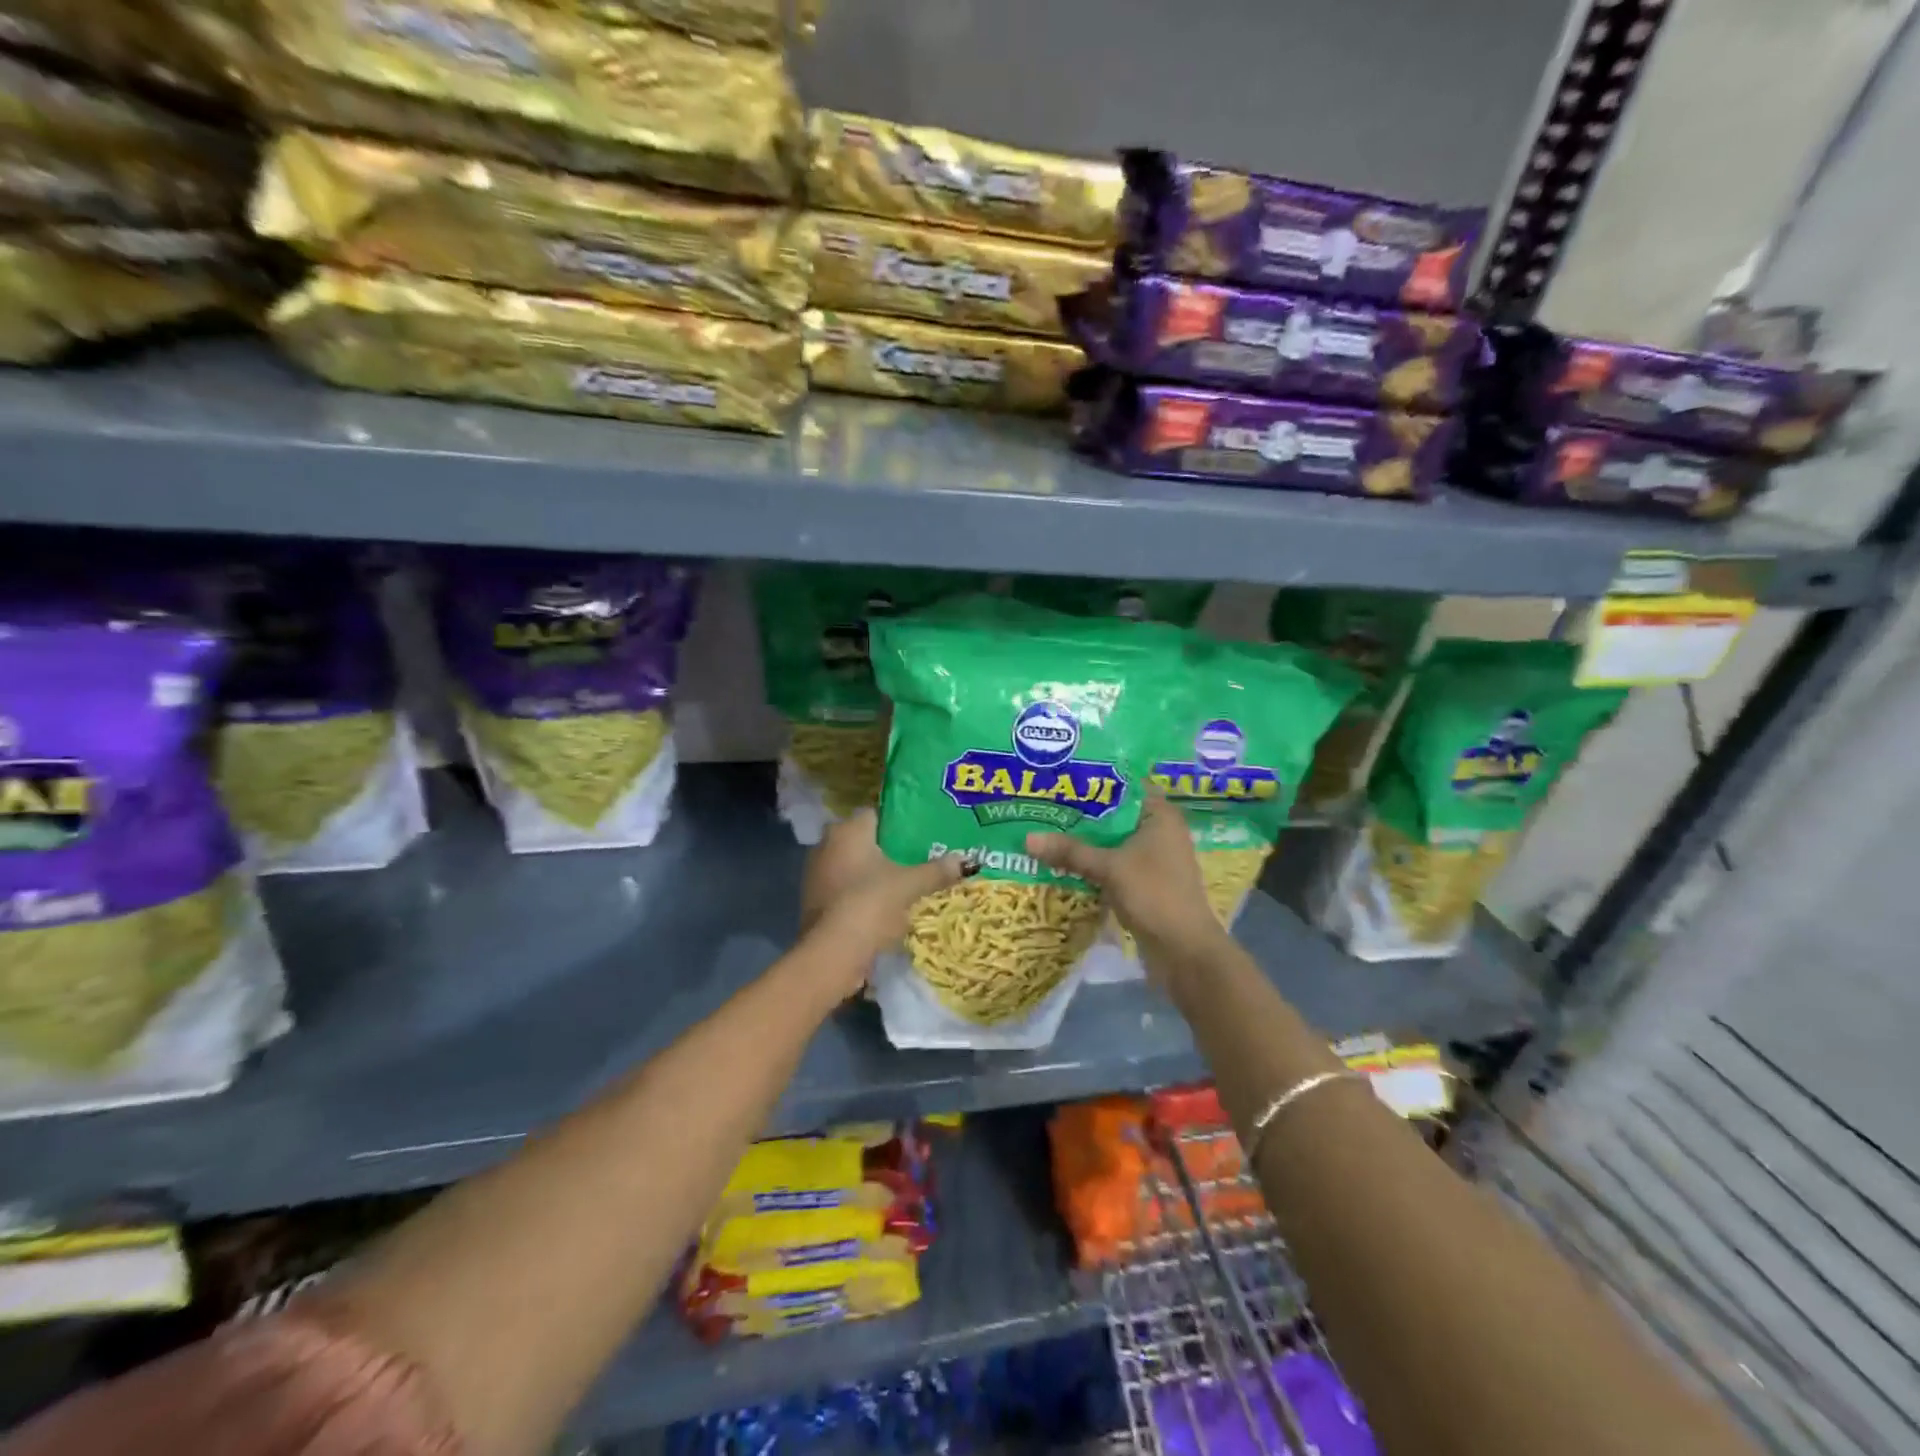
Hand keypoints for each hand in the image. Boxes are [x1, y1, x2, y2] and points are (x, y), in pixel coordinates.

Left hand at [799, 809, 967, 994]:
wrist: (832, 954)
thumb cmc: (870, 904)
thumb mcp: (910, 886)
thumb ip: (937, 870)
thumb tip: (966, 860)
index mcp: (847, 830)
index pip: (877, 814)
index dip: (900, 822)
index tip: (922, 834)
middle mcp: (827, 844)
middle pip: (865, 840)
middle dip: (889, 849)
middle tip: (919, 858)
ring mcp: (816, 873)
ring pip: (853, 864)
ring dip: (874, 872)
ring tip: (906, 882)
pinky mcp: (814, 900)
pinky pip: (845, 887)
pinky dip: (862, 892)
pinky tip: (883, 904)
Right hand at [1026, 793, 1229, 969]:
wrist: (1184, 952)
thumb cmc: (1154, 895)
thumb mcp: (1109, 868)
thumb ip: (1070, 851)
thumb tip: (1027, 839)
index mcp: (1160, 816)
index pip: (1125, 785)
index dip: (1094, 780)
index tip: (1060, 776)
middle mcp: (1159, 831)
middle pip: (1114, 814)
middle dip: (1081, 812)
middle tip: (1043, 802)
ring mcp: (1152, 859)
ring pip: (1111, 841)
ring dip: (1084, 840)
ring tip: (1045, 827)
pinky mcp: (1143, 883)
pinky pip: (1112, 863)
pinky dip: (1091, 862)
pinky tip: (1061, 860)